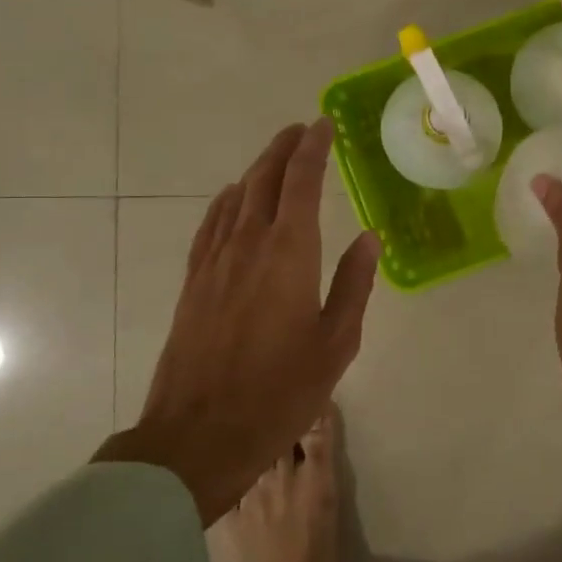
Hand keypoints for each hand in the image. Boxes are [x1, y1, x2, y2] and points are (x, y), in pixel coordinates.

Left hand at [95, 119, 379, 523]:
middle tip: (301, 130)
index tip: (322, 126)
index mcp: (289, 254)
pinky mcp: (193, 282)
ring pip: (235, 197)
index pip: (301, 183)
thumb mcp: (336, 343)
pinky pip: (210, 225)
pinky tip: (232, 199)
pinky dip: (226, 201)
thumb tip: (368, 238)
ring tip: (275, 157)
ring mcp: (214, 262)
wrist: (199, 435)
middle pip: (264, 179)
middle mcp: (248, 245)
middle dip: (283, 149)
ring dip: (257, 170)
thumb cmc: (280, 392)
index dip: (312, 149)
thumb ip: (353, 284)